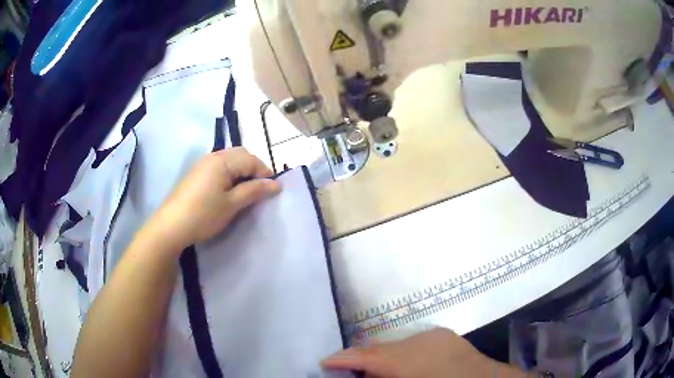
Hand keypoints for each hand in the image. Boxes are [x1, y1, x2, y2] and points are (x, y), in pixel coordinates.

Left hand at [147, 148, 279, 247]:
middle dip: (253, 170)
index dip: (264, 173)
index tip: (272, 191)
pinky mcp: (197, 174)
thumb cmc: (204, 214)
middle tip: (259, 191)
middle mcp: (212, 156)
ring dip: (241, 173)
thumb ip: (254, 191)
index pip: (251, 159)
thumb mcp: (232, 204)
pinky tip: (228, 192)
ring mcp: (203, 164)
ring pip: (230, 161)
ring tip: (245, 193)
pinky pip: (219, 167)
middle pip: (240, 155)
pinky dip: (230, 175)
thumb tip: (276, 184)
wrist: (171, 226)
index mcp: (222, 160)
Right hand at [322, 328, 525, 377]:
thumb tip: (360, 373)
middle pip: (378, 347)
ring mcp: (434, 335)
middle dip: (362, 360)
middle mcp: (418, 339)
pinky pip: (413, 344)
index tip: (324, 362)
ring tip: (377, 373)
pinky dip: (403, 355)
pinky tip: (405, 368)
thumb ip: (378, 376)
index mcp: (407, 358)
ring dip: (383, 358)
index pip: (364, 355)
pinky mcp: (445, 336)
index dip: (341, 358)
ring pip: (396, 344)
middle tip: (351, 373)